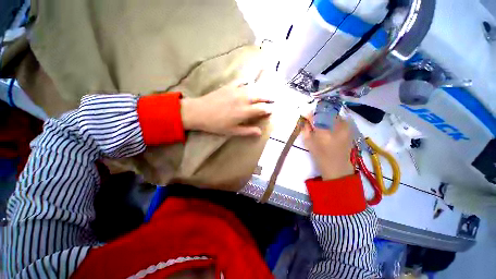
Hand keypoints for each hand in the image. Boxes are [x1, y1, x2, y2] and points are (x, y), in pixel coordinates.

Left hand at [180, 81, 272, 135]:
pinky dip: (247, 82)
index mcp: (245, 111)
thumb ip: (248, 131)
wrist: (199, 112)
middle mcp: (244, 99)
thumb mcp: (233, 131)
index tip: (272, 110)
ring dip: (260, 90)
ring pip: (253, 88)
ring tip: (264, 92)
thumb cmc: (216, 124)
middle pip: (261, 96)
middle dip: (269, 98)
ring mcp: (237, 91)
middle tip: (273, 99)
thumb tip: (260, 132)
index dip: (269, 109)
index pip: (262, 109)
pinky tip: (249, 83)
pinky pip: (241, 81)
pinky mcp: (229, 86)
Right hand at [302, 115, 354, 179]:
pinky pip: (340, 119)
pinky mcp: (350, 130)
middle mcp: (337, 128)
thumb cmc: (320, 157)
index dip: (310, 115)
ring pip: (334, 115)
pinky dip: (333, 120)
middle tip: (313, 119)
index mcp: (324, 133)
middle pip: (326, 113)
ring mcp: (346, 128)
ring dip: (326, 116)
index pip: (316, 117)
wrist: (338, 167)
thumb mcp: (309, 144)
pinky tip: (330, 126)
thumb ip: (305, 130)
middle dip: (318, 114)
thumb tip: (304, 120)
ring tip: (321, 123)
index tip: (305, 116)